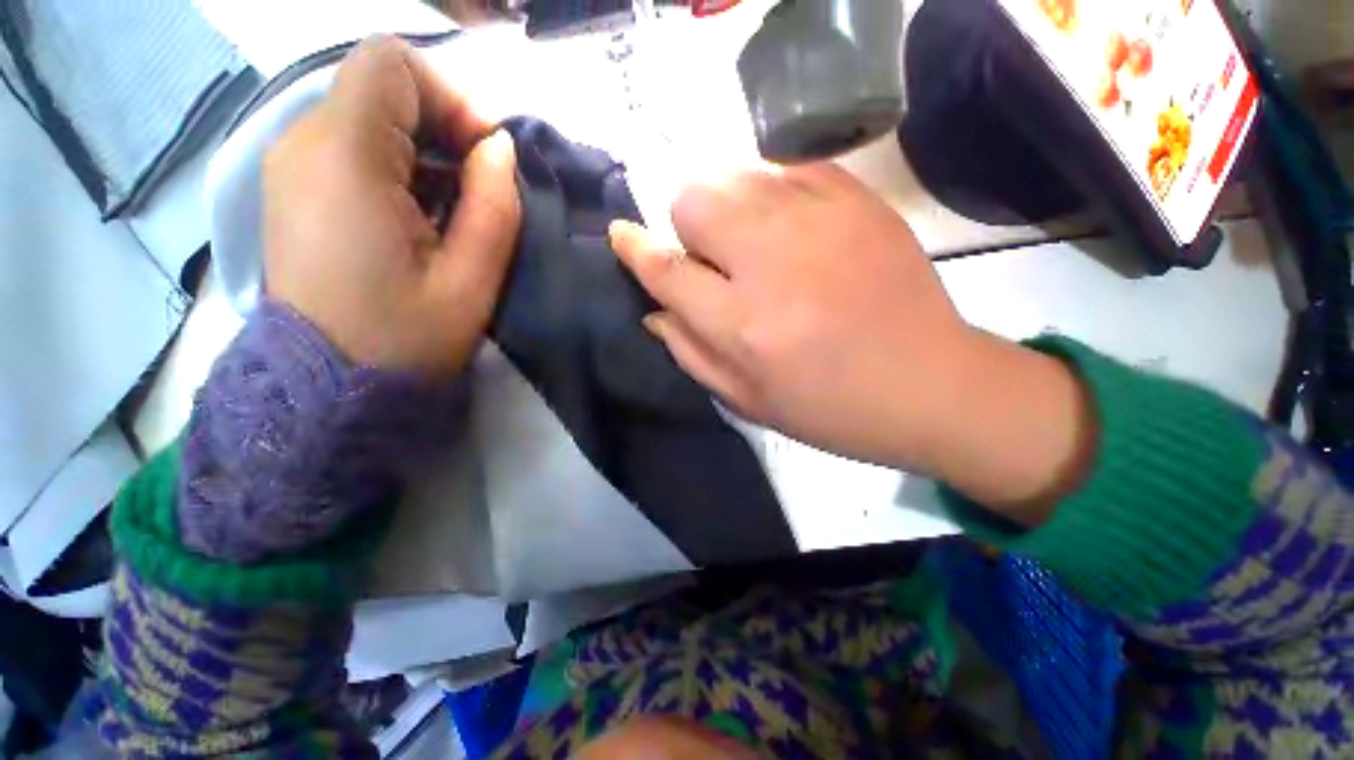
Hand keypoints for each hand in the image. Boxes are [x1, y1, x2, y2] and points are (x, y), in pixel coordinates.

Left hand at [264, 36, 519, 379]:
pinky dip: (395, 162)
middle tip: (478, 183)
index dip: (450, 96)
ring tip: (452, 205)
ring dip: (421, 146)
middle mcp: (302, 144)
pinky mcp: (294, 190)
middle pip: (378, 83)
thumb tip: (498, 148)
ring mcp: (291, 166)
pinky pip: (351, 144)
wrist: (328, 389)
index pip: (392, 64)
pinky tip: (419, 213)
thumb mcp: (471, 280)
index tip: (484, 155)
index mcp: (344, 160)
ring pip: (366, 112)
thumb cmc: (406, 340)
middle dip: (440, 121)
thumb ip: (494, 205)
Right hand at [610, 164, 969, 465]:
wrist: (930, 385)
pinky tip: (789, 225)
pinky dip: (773, 191)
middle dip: (686, 224)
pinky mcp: (859, 202)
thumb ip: (691, 352)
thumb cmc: (830, 408)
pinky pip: (789, 168)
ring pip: (737, 174)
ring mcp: (821, 223)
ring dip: (727, 206)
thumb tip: (655, 310)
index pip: (667, 270)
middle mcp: (773, 264)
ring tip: (751, 241)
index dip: (635, 248)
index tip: (621, 235)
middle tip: (711, 256)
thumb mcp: (747, 399)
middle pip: (695, 200)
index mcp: (744, 325)